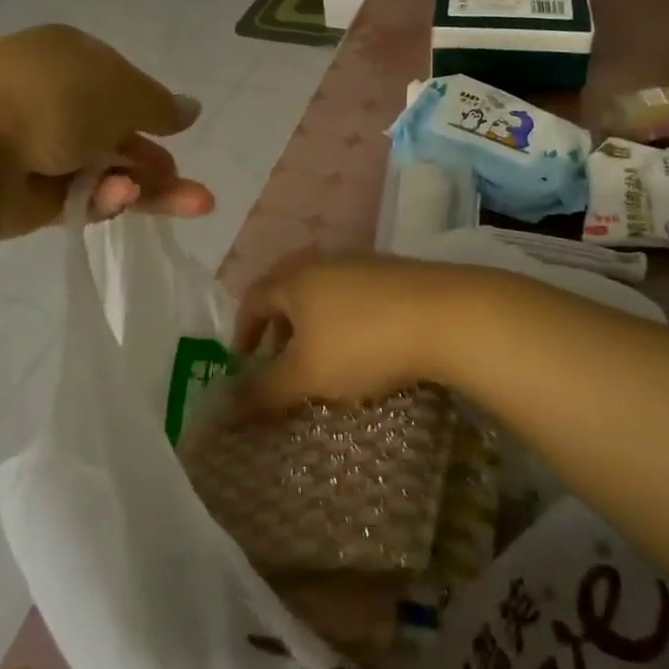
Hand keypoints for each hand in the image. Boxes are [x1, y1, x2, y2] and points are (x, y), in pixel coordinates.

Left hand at [0, 25, 213, 237]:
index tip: (175, 130)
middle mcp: (49, 97)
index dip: (150, 107)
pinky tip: (121, 200)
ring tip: (193, 206)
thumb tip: (191, 109)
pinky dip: (104, 199)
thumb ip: (160, 104)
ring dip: (146, 187)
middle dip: (155, 159)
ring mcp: (34, 146)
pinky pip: (77, 196)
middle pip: (114, 131)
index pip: (117, 80)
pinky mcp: (24, 195)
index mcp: (66, 55)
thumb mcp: (122, 91)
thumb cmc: (51, 99)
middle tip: (191, 188)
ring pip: (103, 170)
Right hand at [231, 254, 492, 412]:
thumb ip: (263, 391)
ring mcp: (360, 263)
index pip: (253, 299)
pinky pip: (353, 296)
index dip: (243, 332)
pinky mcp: (393, 273)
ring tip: (323, 361)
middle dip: (278, 329)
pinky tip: (363, 347)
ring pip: (322, 294)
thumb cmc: (362, 342)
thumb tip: (223, 406)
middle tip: (280, 363)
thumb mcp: (306, 375)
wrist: (445, 315)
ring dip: (312, 326)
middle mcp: (322, 262)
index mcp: (293, 279)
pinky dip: (343, 321)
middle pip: (287, 292)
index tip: (243, 363)